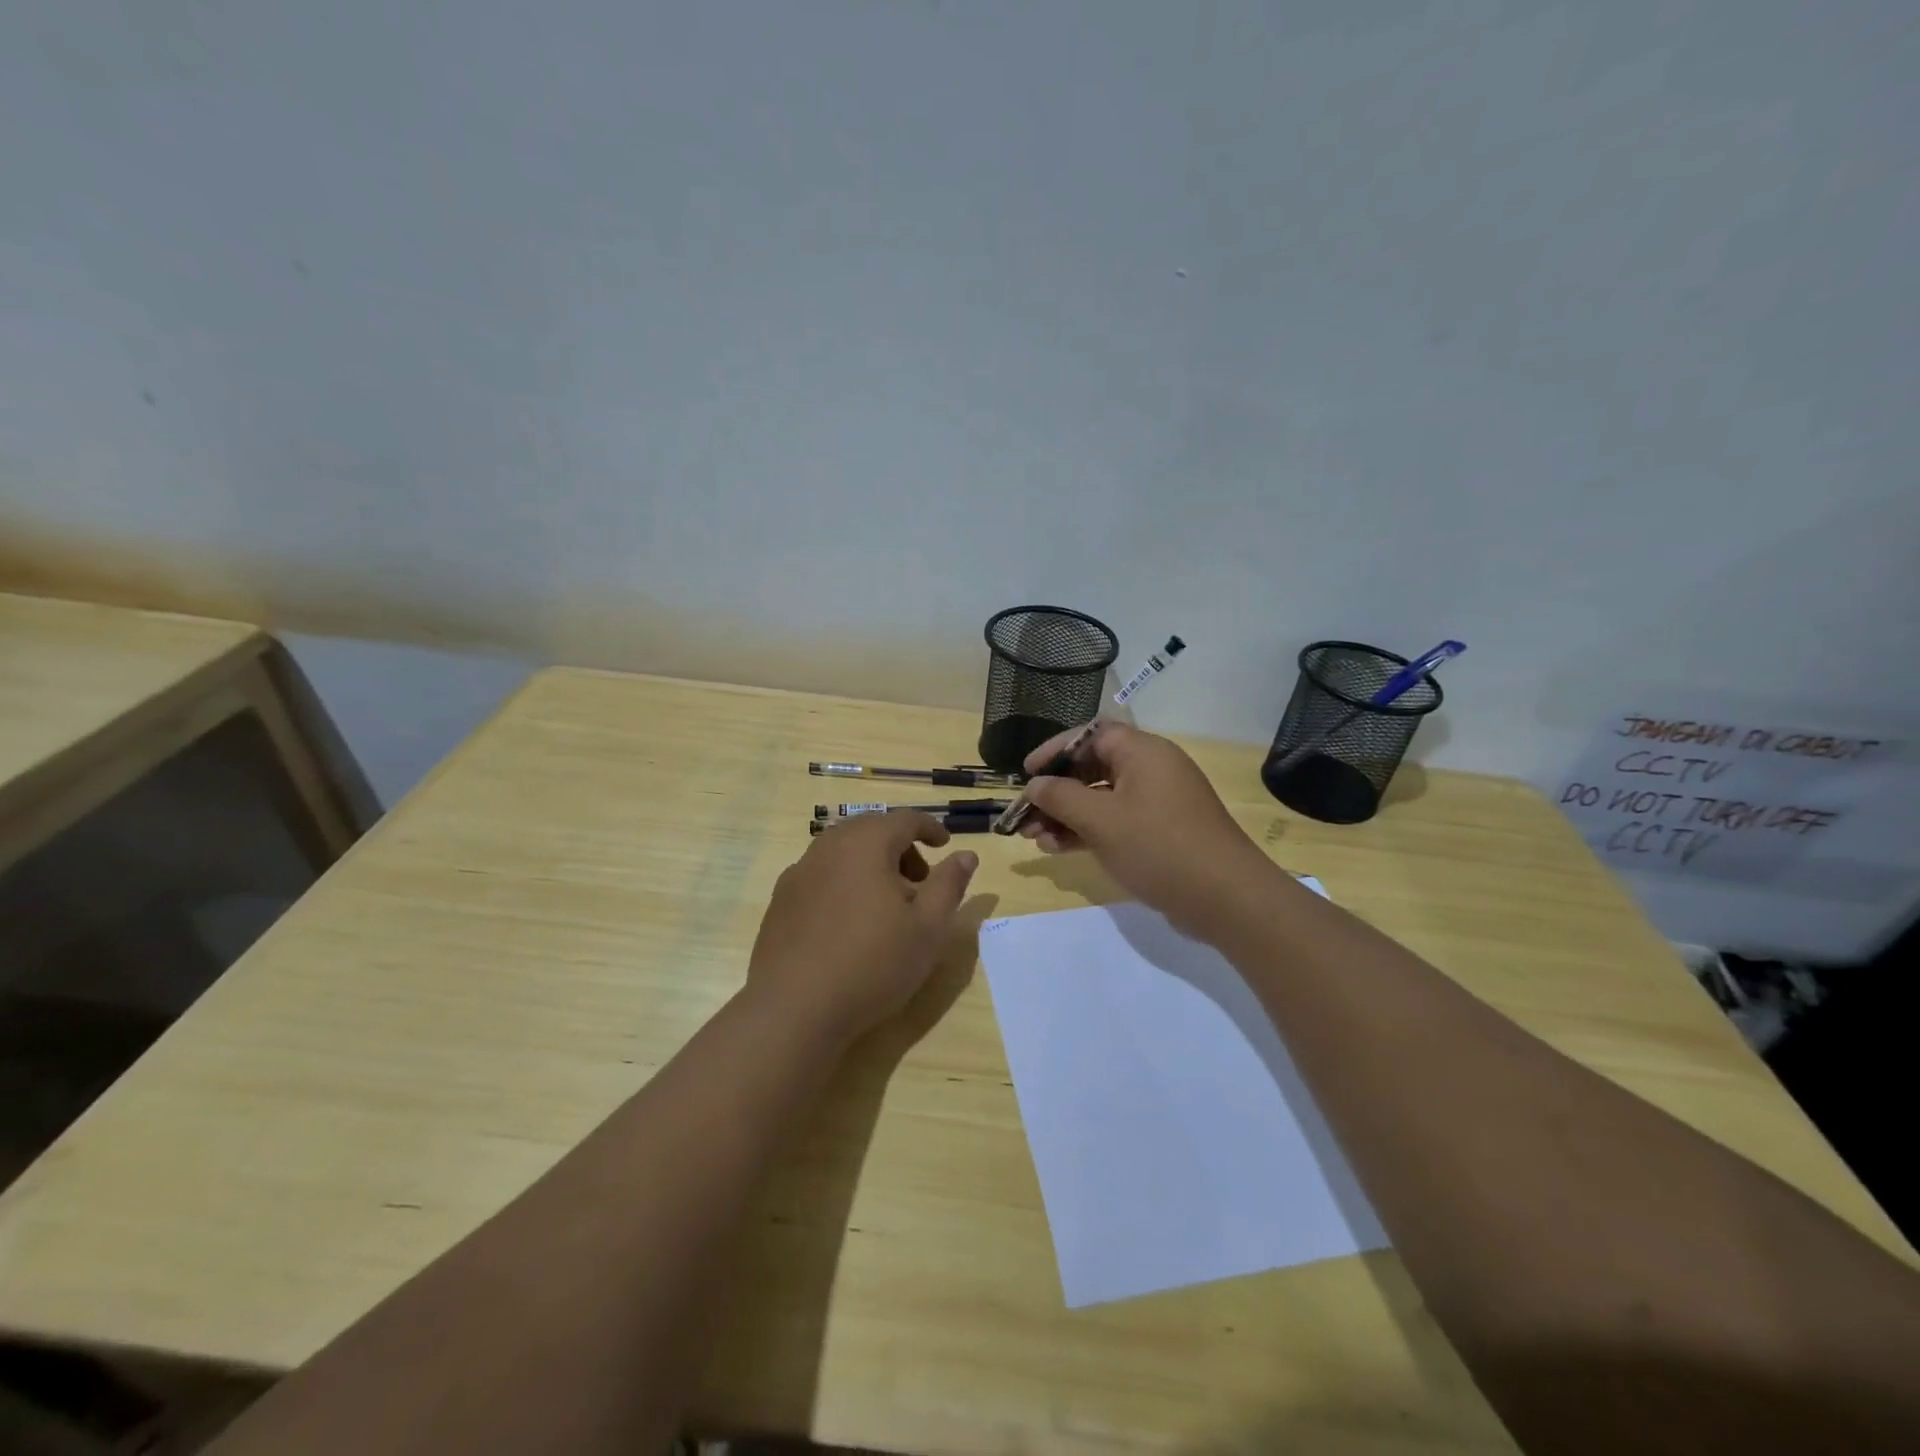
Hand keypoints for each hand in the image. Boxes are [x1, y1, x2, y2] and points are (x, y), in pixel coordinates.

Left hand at [748, 812, 978, 1045]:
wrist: (794, 1009)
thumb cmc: (872, 964)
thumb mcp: (928, 928)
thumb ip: (949, 885)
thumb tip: (966, 855)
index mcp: (866, 844)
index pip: (904, 819)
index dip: (929, 828)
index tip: (945, 844)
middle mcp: (828, 847)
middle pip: (871, 831)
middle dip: (900, 847)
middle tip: (920, 881)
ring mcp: (799, 873)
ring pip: (843, 852)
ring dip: (870, 865)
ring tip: (886, 906)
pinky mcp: (780, 900)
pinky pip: (821, 876)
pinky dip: (844, 883)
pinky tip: (849, 922)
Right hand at [1020, 723, 1277, 937]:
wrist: (1226, 898)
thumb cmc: (1159, 847)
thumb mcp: (1101, 820)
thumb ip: (1061, 798)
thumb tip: (1034, 785)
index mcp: (1143, 752)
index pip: (1090, 734)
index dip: (1055, 750)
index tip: (1027, 774)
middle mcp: (1152, 769)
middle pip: (1093, 767)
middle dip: (1056, 791)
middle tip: (1026, 814)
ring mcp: (1158, 802)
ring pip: (1102, 798)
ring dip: (1067, 815)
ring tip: (1036, 838)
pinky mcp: (1161, 831)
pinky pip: (1116, 820)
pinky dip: (1089, 831)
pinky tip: (1060, 849)